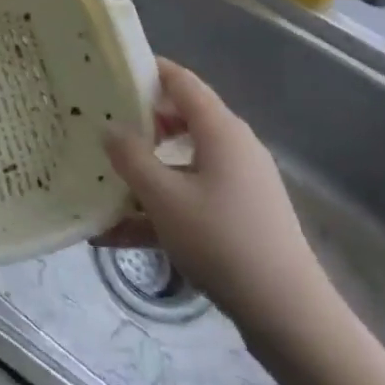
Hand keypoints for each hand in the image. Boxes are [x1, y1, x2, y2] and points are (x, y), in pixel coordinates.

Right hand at [101, 59, 336, 353]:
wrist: (288, 315)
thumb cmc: (222, 241)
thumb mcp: (163, 197)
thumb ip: (131, 157)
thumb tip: (110, 128)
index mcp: (220, 131)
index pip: (181, 81)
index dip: (146, 70)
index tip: (108, 71)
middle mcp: (232, 148)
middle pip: (180, 119)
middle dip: (137, 123)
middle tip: (96, 126)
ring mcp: (238, 184)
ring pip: (180, 163)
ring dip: (142, 172)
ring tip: (99, 182)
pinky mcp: (238, 216)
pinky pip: (189, 198)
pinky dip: (157, 208)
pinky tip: (115, 234)